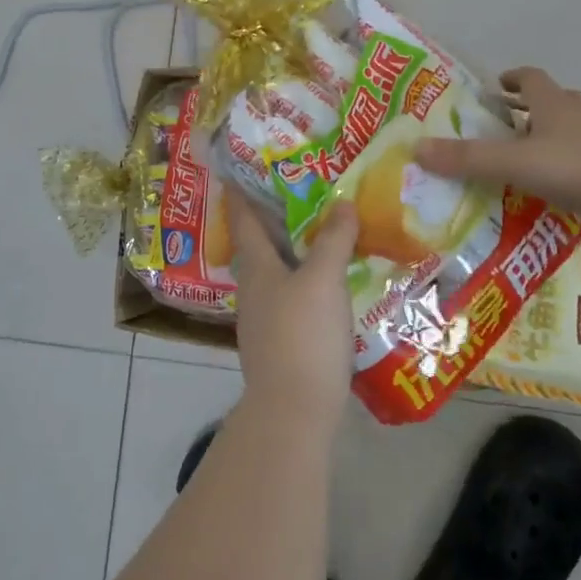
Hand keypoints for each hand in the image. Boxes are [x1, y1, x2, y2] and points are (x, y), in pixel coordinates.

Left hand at [228, 197, 359, 430]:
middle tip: (299, 191)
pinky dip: (306, 278)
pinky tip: (328, 282)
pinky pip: (292, 296)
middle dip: (273, 217)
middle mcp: (253, 288)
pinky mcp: (280, 342)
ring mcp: (264, 318)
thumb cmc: (303, 335)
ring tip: (319, 231)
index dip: (240, 192)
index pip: (243, 218)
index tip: (238, 168)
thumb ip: (333, 239)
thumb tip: (343, 202)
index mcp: (257, 267)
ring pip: (277, 271)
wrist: (293, 411)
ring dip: (293, 248)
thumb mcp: (324, 280)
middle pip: (260, 243)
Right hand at [415, 67, 580, 232]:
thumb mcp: (515, 162)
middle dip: (529, 109)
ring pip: (573, 128)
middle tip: (505, 125)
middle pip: (552, 101)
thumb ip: (468, 159)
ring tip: (529, 157)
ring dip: (551, 136)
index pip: (530, 78)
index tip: (496, 87)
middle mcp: (579, 113)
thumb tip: (416, 149)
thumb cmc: (577, 165)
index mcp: (553, 103)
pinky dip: (571, 163)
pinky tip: (560, 185)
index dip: (512, 79)